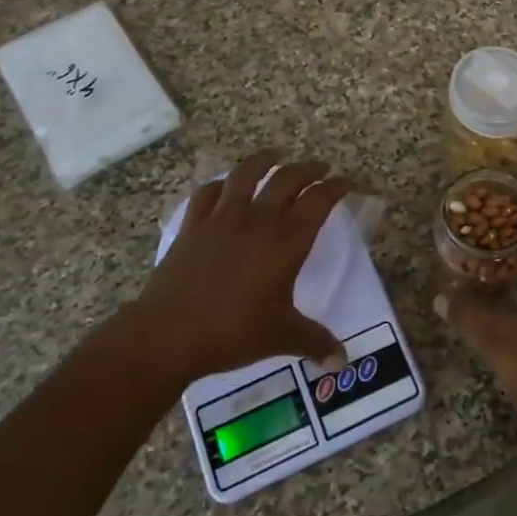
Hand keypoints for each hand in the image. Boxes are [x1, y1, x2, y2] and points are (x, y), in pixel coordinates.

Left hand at [128, 150, 353, 386]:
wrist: (169, 333)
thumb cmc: (232, 331)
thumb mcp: (281, 337)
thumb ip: (315, 342)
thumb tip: (343, 361)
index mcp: (286, 241)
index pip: (319, 201)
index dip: (337, 187)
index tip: (348, 182)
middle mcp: (258, 220)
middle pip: (287, 179)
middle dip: (309, 169)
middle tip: (321, 168)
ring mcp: (222, 218)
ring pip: (246, 174)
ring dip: (265, 160)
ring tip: (277, 154)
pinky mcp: (193, 225)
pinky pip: (209, 192)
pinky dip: (221, 183)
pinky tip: (226, 184)